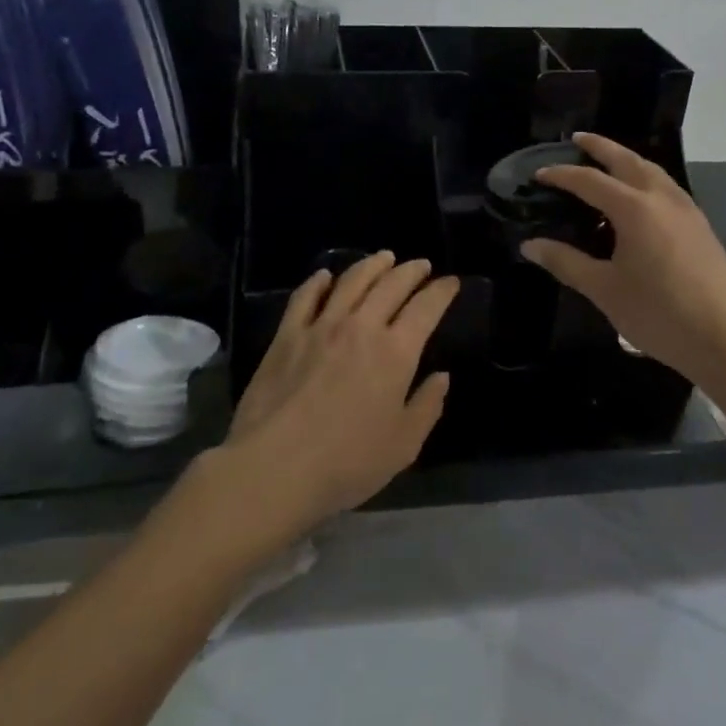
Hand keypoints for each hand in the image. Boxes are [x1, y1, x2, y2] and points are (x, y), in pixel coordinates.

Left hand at [217, 252, 458, 541]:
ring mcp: (321, 326)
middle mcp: (361, 327)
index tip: (451, 282)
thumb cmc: (347, 462)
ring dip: (372, 265)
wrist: (274, 467)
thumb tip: (441, 377)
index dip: (441, 291)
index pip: (426, 308)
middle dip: (411, 271)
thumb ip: (427, 406)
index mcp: (396, 352)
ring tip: (384, 258)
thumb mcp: (403, 445)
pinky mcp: (287, 335)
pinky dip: (318, 281)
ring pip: (351, 281)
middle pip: (391, 284)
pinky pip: (305, 296)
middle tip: (421, 265)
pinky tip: (325, 276)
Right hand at [521, 133, 725, 380]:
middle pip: (627, 160)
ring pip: (652, 170)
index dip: (562, 175)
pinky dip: (645, 178)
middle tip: (577, 140)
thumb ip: (566, 262)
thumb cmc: (659, 313)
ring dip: (626, 159)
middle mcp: (662, 198)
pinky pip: (666, 187)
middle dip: (600, 147)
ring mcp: (686, 209)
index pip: (590, 181)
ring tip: (607, 162)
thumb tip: (530, 246)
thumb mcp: (605, 290)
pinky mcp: (699, 225)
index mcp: (635, 209)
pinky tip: (638, 197)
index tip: (538, 174)